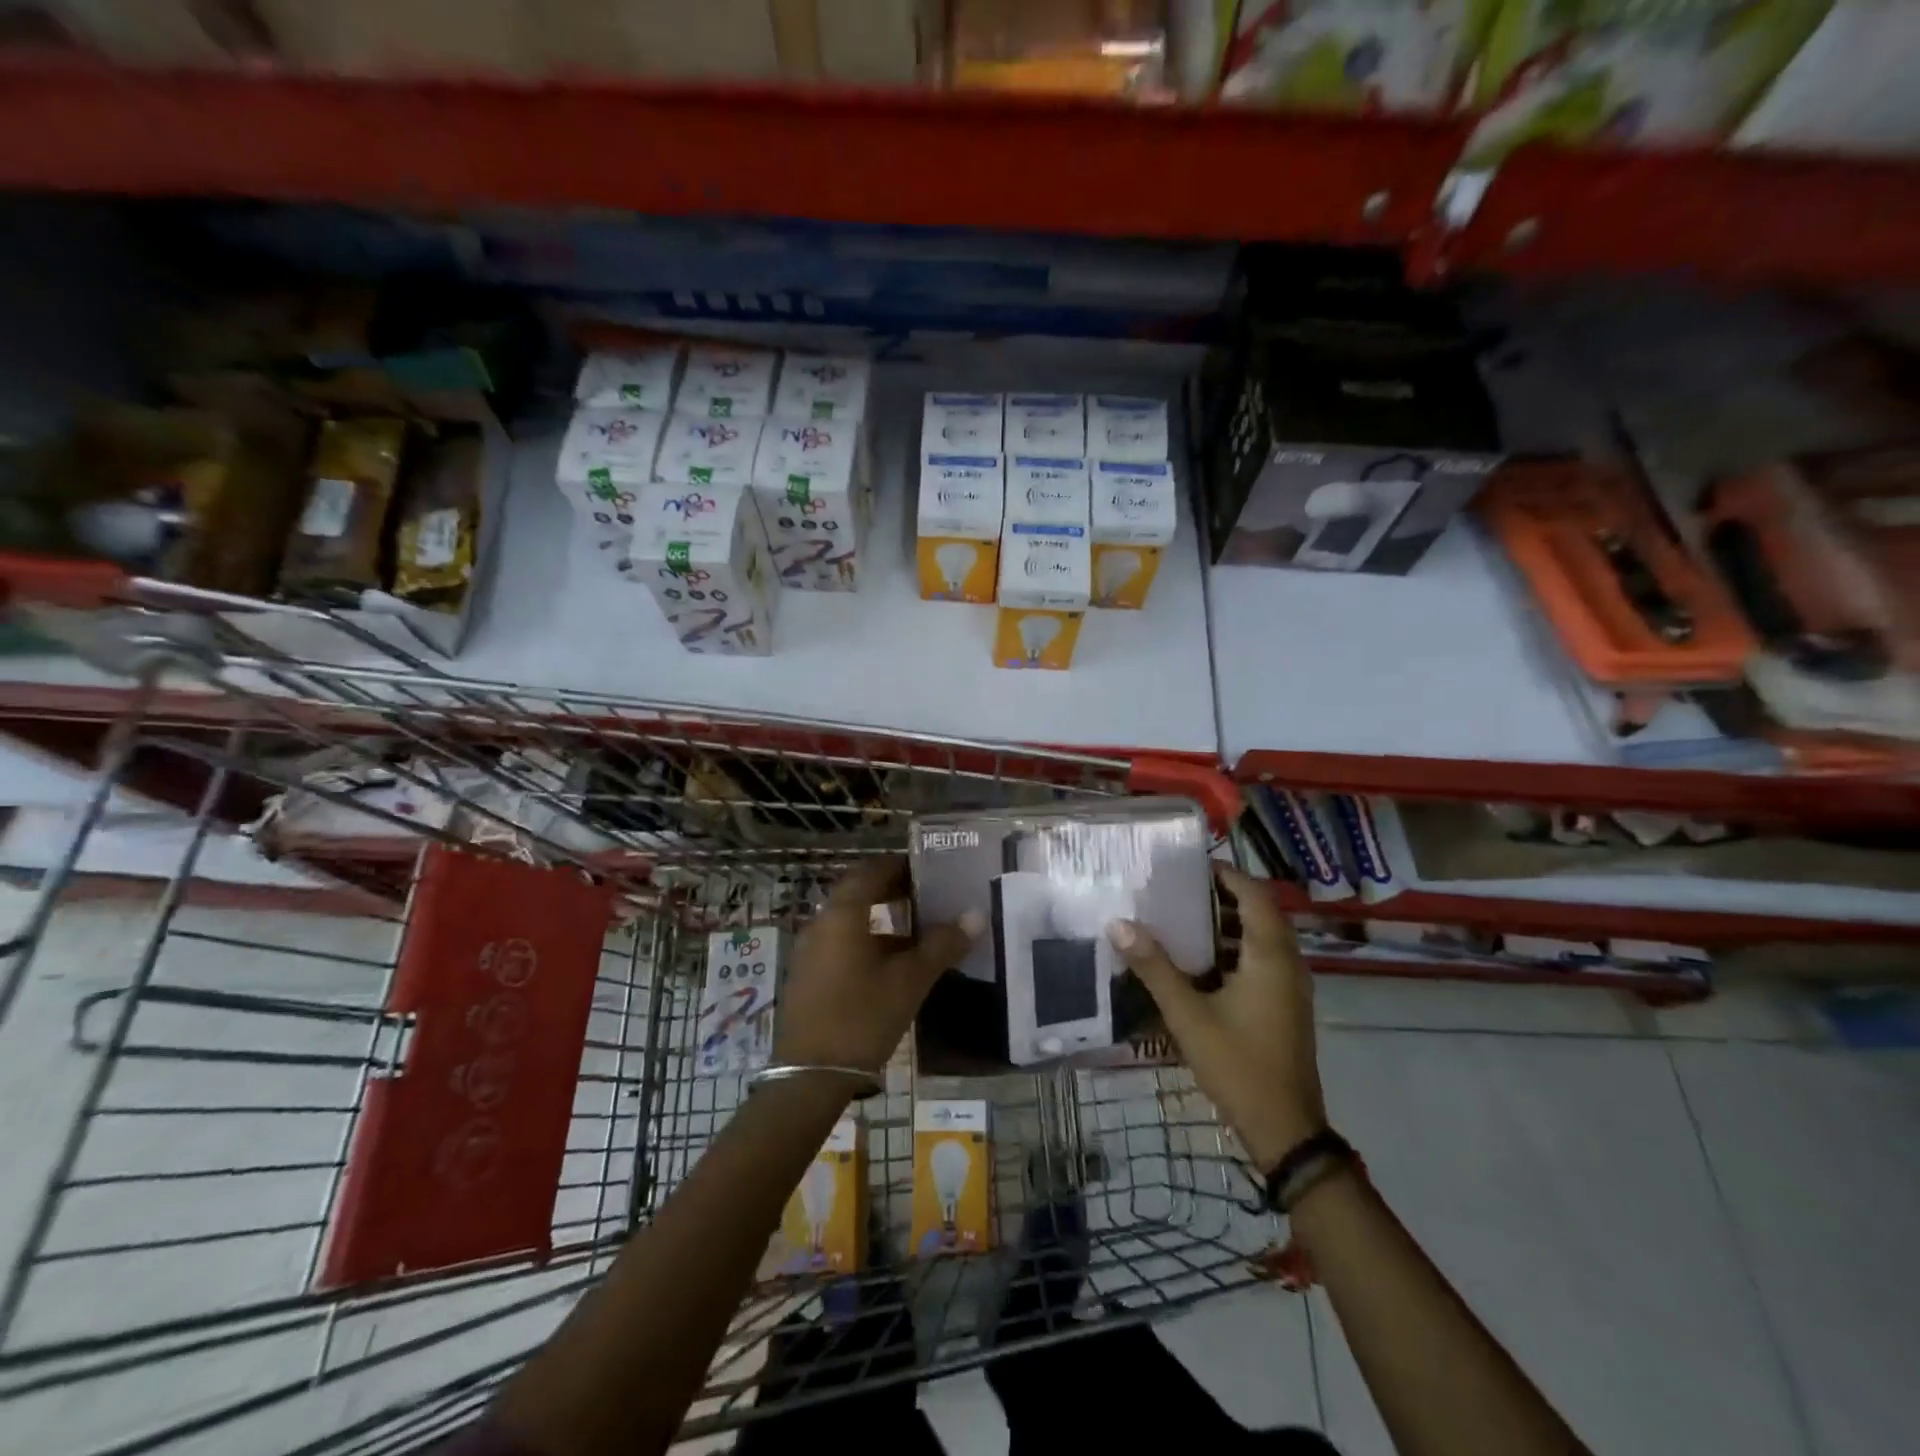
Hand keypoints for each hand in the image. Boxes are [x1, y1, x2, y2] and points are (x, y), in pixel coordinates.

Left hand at [774, 857, 981, 1075]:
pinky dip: (868, 940)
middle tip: (927, 895)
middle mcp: (822, 923)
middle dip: (892, 889)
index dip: (900, 866)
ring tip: (917, 930)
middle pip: (859, 892)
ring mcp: (811, 950)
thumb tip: (976, 915)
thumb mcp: (910, 981)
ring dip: (882, 918)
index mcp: (843, 914)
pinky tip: (893, 965)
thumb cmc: (863, 1017)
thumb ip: (942, 945)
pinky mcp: (809, 975)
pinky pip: (841, 942)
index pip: (872, 871)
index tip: (929, 870)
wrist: (810, 1076)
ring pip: (850, 919)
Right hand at [1108, 864, 1325, 1170]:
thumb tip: (1119, 924)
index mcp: (1270, 956)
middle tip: (1177, 888)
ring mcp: (1290, 986)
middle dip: (1221, 896)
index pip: (1254, 895)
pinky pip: (1261, 959)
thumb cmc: (1238, 1065)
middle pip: (1258, 912)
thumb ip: (1154, 968)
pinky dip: (1233, 948)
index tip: (1189, 866)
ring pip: (1260, 937)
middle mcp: (1287, 963)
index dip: (1225, 874)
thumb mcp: (1188, 1015)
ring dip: (1226, 923)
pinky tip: (1198, 960)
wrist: (1285, 1129)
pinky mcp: (1284, 1005)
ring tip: (1181, 916)